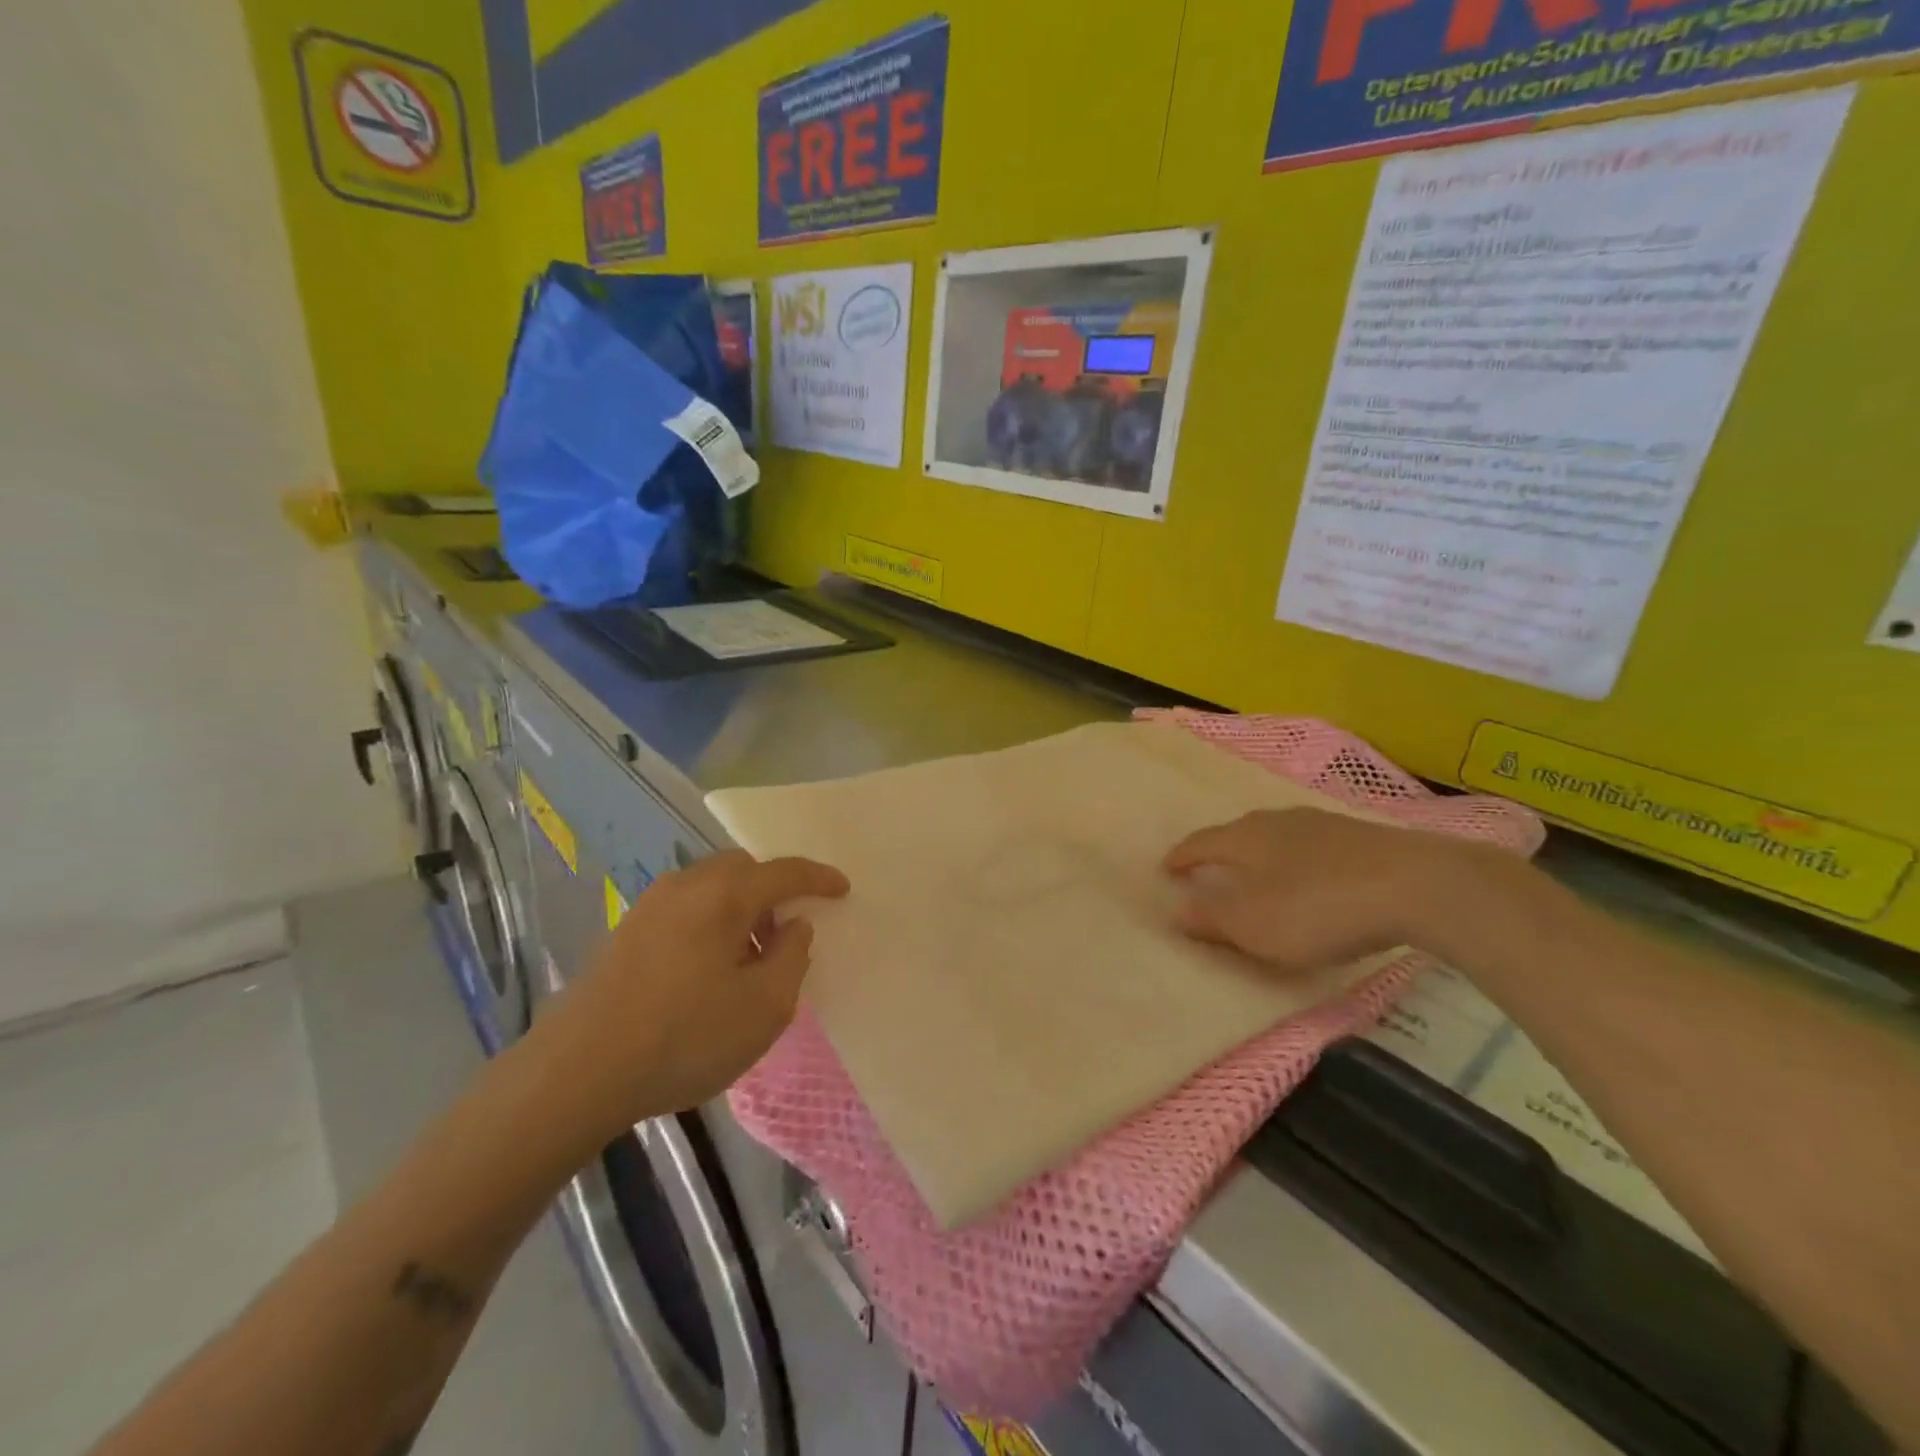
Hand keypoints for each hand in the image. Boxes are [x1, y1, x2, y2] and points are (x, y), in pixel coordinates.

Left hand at [522, 851, 848, 1149]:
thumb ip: (792, 957)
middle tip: (787, 932)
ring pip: (710, 887)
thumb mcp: (764, 1007)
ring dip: (740, 908)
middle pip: (743, 869)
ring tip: (748, 958)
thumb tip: (793, 925)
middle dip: (773, 890)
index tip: (843, 888)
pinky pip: (685, 908)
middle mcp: (686, 885)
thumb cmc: (685, 1037)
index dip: (818, 878)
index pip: (784, 871)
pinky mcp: (625, 931)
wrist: (577, 1072)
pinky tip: (706, 970)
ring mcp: (649, 906)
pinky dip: (710, 922)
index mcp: (724, 894)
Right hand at [1164, 808, 1489, 972]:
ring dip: (1263, 854)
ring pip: (1279, 837)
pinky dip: (1300, 861)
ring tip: (1261, 874)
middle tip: (1211, 870)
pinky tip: (1314, 877)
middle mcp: (1278, 821)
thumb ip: (1212, 917)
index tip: (1167, 868)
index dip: (1182, 857)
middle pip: (1239, 833)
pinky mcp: (1363, 837)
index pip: (1202, 842)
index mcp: (1245, 838)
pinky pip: (1314, 846)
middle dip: (1222, 851)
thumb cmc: (1319, 906)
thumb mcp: (1254, 924)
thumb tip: (1177, 909)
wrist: (1418, 885)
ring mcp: (1324, 825)